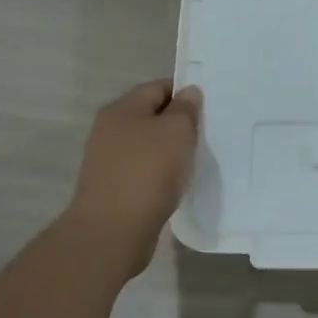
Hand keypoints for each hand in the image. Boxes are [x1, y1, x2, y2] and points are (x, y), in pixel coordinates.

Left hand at [65, 79, 201, 274]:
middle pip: (151, 116)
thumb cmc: (148, 172)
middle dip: (178, 123)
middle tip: (206, 134)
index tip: (209, 108)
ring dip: (169, 151)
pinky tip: (176, 184)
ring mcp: (108, 160)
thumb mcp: (176, 131)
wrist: (113, 230)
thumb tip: (188, 92)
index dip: (184, 93)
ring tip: (194, 161)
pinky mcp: (112, 187)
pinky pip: (142, 170)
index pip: (158, 87)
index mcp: (122, 108)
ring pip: (147, 145)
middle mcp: (110, 129)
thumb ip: (185, 108)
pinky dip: (160, 173)